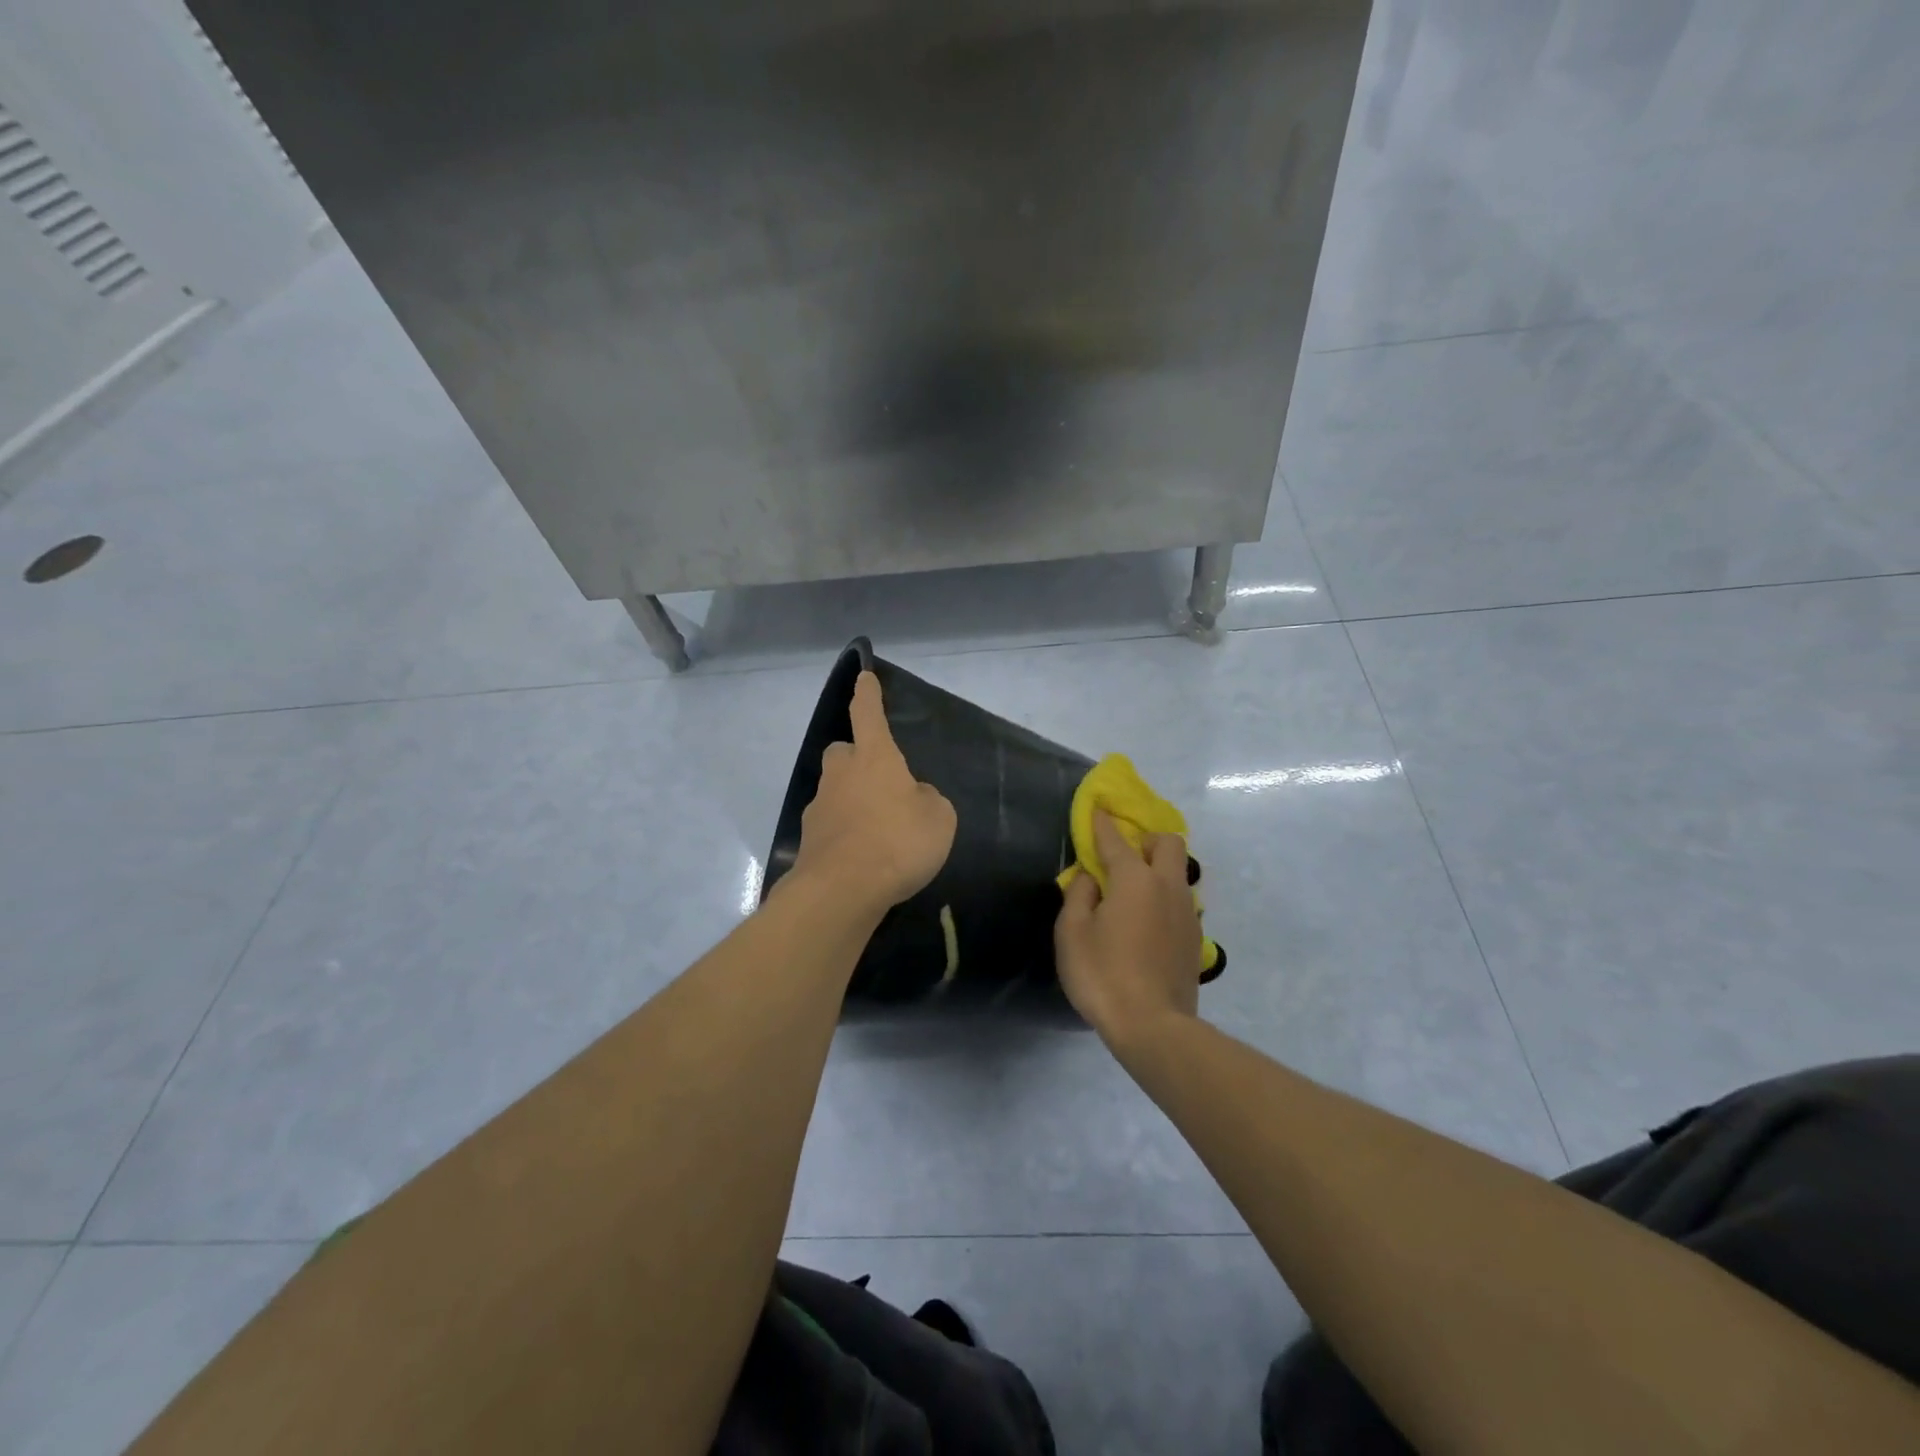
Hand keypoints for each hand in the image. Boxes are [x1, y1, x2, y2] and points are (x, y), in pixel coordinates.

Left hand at [789, 671, 956, 912]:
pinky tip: (863, 856)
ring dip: (851, 799)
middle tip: (878, 777)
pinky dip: (844, 833)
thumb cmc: (897, 842)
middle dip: (855, 757)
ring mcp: (819, 807)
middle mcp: (841, 774)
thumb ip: (926, 800)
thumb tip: (912, 798)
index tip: (864, 677)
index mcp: (874, 758)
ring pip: (835, 790)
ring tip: (878, 829)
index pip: (868, 714)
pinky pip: (831, 825)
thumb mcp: (938, 819)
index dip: (868, 695)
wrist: (842, 890)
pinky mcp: (809, 840)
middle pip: (842, 752)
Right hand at [1054, 810, 1203, 1047]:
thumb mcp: (1072, 933)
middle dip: (1147, 841)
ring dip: (1158, 871)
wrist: (1153, 1026)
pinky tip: (1147, 924)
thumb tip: (1092, 878)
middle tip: (1124, 858)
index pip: (1116, 839)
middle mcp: (1167, 887)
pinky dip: (1164, 900)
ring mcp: (1187, 913)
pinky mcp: (1195, 939)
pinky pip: (1181, 902)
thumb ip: (1080, 896)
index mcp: (1135, 879)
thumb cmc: (1103, 974)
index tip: (1097, 810)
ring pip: (1179, 873)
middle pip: (1168, 843)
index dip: (1102, 823)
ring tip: (1133, 895)